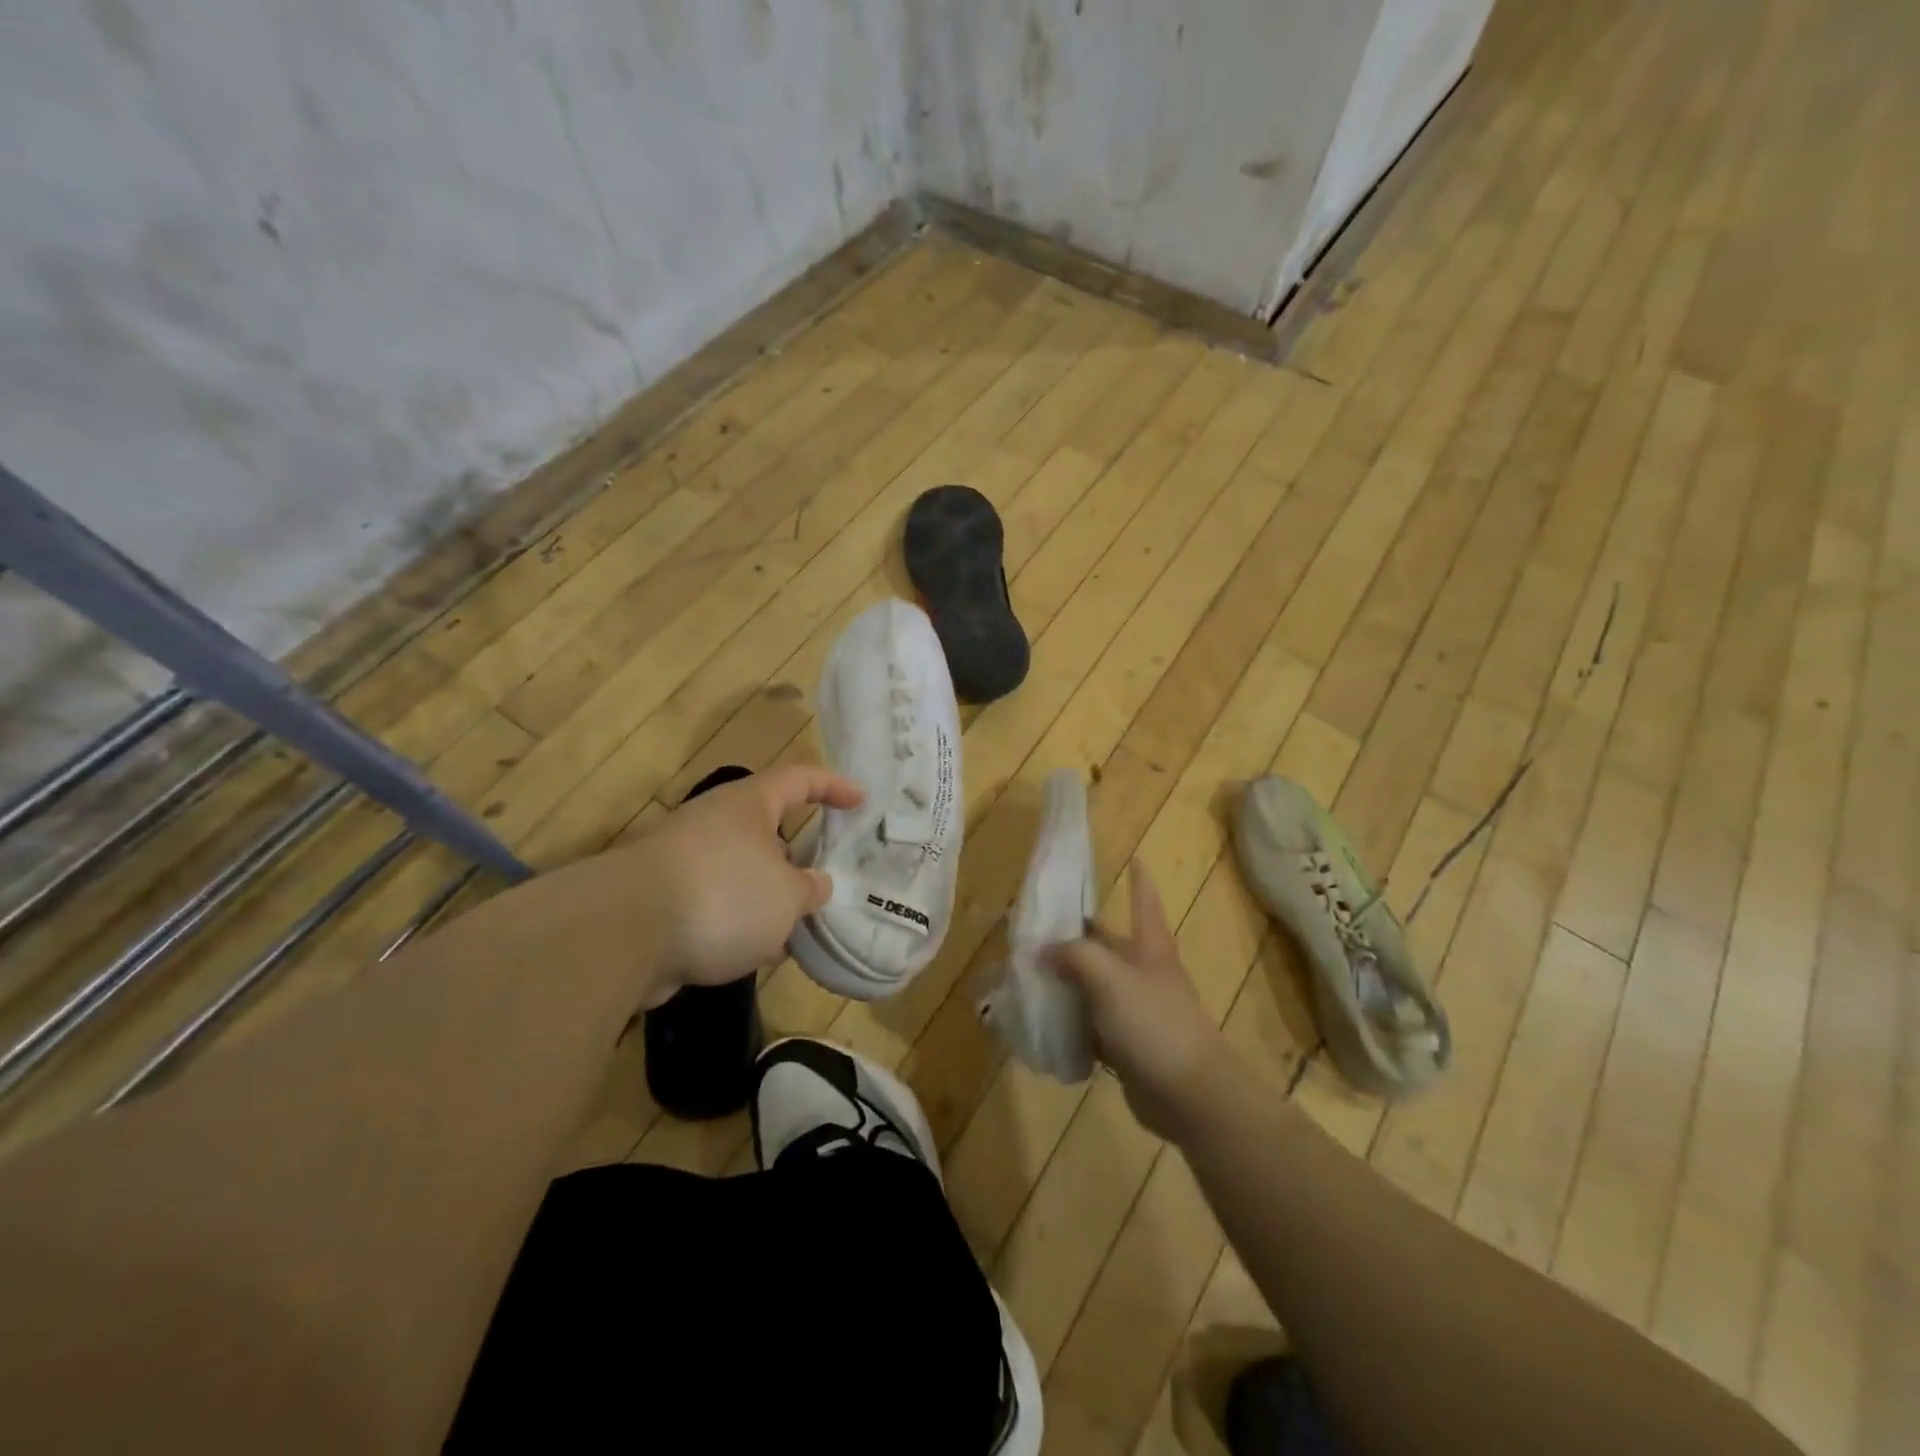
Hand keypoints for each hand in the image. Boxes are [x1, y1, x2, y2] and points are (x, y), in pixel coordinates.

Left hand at [624, 765, 862, 1002]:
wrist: (624, 933)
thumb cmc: (723, 894)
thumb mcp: (787, 896)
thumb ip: (809, 889)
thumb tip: (813, 886)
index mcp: (748, 804)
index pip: (800, 779)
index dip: (833, 786)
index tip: (861, 801)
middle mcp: (714, 823)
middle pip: (767, 830)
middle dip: (797, 858)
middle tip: (825, 881)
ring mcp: (684, 861)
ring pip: (742, 873)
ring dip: (768, 898)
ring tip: (798, 928)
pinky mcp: (663, 901)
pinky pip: (716, 904)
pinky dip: (738, 923)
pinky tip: (756, 953)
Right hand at [1051, 860, 1230, 1139]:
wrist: (1189, 1094)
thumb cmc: (1154, 1022)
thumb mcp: (1110, 978)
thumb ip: (1076, 956)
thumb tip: (1044, 948)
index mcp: (1149, 948)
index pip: (1145, 903)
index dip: (1140, 881)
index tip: (1134, 859)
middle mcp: (1144, 973)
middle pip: (1109, 945)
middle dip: (1079, 935)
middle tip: (1038, 926)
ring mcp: (1137, 1010)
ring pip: (1095, 986)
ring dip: (1068, 981)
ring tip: (1028, 972)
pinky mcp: (1127, 1045)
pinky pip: (1092, 1025)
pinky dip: (1071, 1021)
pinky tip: (1044, 1020)